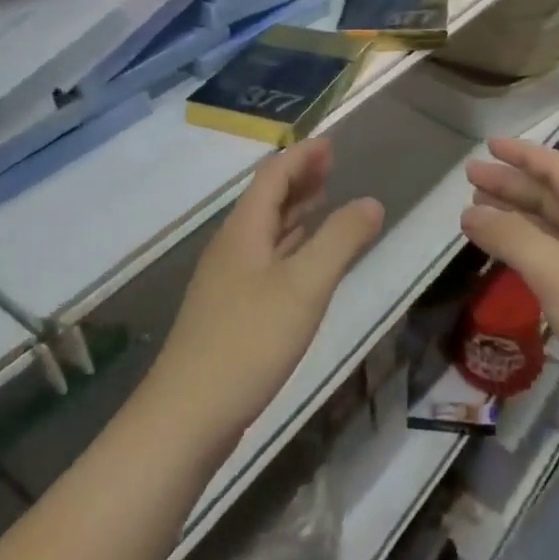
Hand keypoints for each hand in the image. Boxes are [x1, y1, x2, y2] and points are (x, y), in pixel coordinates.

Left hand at [147, 139, 383, 448]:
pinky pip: (264, 259)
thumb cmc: (249, 341)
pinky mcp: (229, 311)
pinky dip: (288, 245)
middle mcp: (232, 248)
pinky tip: (301, 259)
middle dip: (299, 179)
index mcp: (244, 231)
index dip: (301, 157)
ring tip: (323, 200)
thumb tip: (371, 202)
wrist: (188, 415)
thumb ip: (341, 240)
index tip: (329, 144)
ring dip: (294, 211)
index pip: (272, 177)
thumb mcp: (305, 285)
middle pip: (265, 200)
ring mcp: (227, 281)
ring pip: (264, 231)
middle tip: (331, 166)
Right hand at [462, 138, 558, 423]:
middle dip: (513, 185)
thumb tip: (469, 212)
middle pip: (553, 199)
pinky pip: (554, 262)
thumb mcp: (557, 273)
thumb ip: (511, 237)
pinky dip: (526, 252)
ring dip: (517, 218)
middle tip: (471, 179)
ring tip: (477, 213)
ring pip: (552, 231)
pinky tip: (506, 257)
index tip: (488, 145)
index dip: (523, 155)